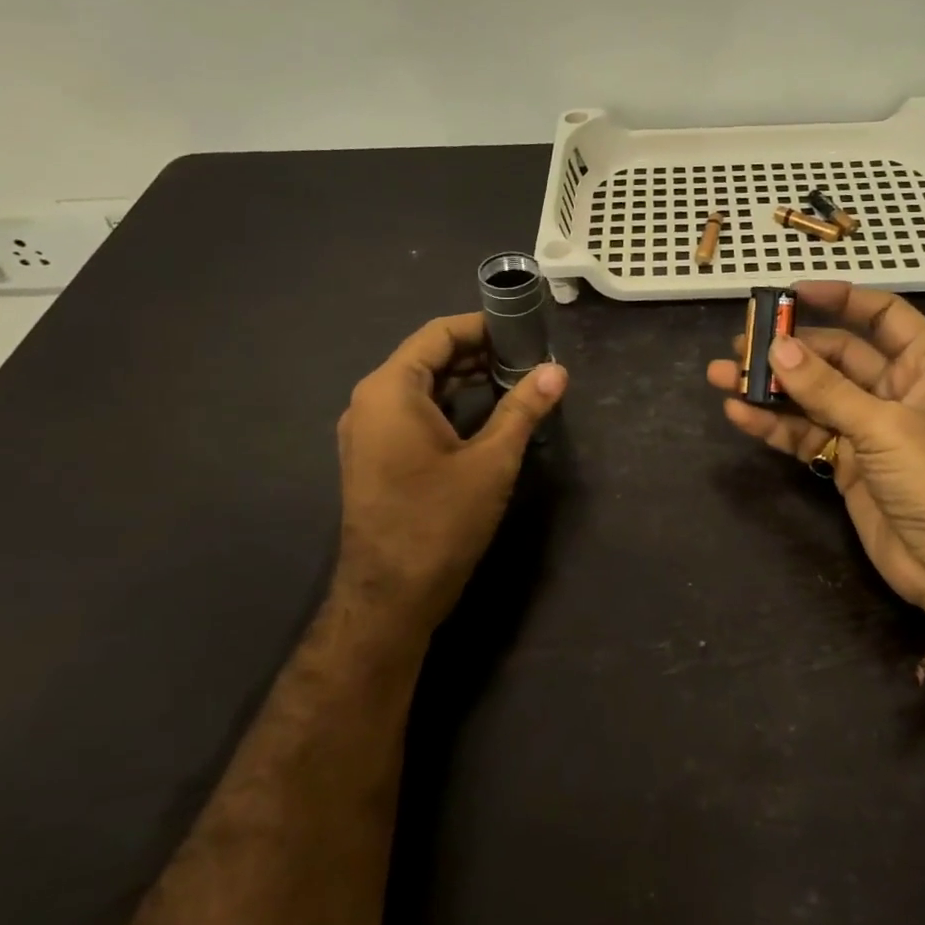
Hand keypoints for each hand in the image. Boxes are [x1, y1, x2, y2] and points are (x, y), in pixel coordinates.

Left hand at [337, 313, 566, 641]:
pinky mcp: (374, 456)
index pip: (438, 334)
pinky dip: (448, 404)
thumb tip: (557, 371)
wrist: (389, 598)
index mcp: (391, 390)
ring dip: (464, 378)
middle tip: (528, 356)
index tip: (524, 328)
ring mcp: (367, 431)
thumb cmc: (439, 522)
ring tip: (515, 380)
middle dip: (478, 352)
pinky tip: (485, 413)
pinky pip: (412, 412)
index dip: (482, 326)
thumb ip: (523, 409)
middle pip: (427, 357)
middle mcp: (370, 401)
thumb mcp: (491, 461)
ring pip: (420, 386)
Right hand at [706, 282, 924, 627]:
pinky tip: (739, 414)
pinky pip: (806, 433)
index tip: (793, 293)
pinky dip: (775, 425)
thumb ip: (827, 389)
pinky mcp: (846, 462)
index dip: (840, 299)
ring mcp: (868, 427)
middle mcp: (896, 389)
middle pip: (836, 355)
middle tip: (741, 341)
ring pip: (813, 396)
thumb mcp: (884, 428)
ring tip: (722, 374)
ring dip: (771, 386)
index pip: (883, 315)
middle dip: (789, 349)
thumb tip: (776, 348)